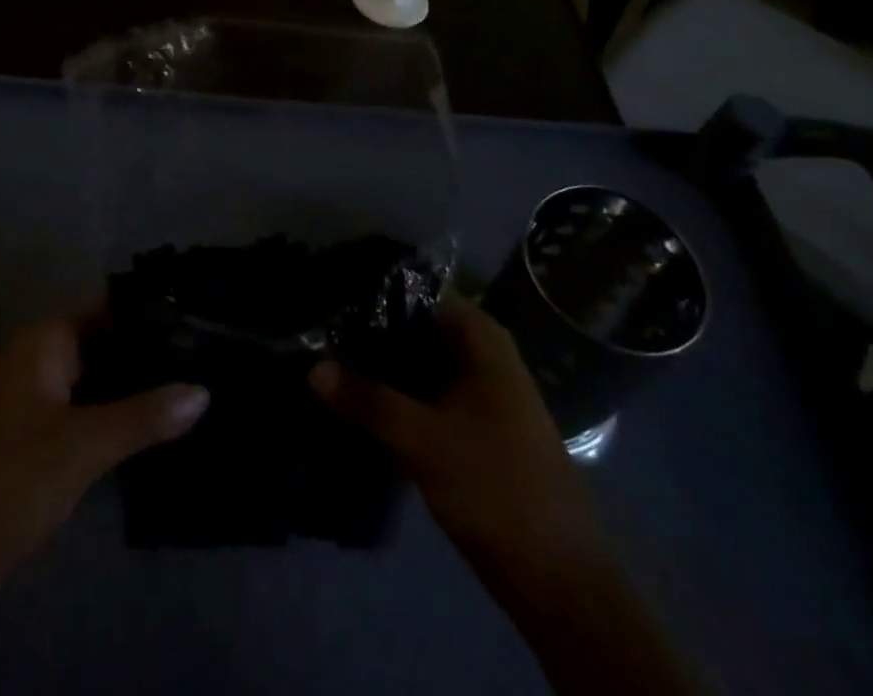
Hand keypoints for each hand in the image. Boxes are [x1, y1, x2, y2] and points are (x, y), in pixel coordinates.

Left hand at [0, 315, 207, 694]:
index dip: (151, 310)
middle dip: (146, 350)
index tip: (200, 316)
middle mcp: (33, 357)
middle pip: (101, 339)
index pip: (107, 305)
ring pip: (91, 376)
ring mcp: (27, 397)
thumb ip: (144, 416)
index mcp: (42, 341)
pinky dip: (109, 410)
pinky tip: (146, 425)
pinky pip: (78, 407)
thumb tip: (203, 389)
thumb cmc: (4, 484)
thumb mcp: (82, 448)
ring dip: (130, 383)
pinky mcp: (26, 436)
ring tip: (189, 386)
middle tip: (205, 356)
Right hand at [312, 296, 698, 695]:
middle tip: (317, 334)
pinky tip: (355, 404)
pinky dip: (394, 397)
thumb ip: (368, 400)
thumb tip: (312, 368)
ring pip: (417, 365)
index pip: (419, 292)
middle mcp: (481, 355)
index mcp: (481, 339)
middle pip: (415, 328)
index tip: (331, 298)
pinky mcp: (471, 428)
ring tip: (325, 363)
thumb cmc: (497, 488)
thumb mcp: (424, 441)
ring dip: (379, 368)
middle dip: (370, 333)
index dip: (374, 292)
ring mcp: (478, 393)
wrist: (560, 580)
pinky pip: (424, 396)